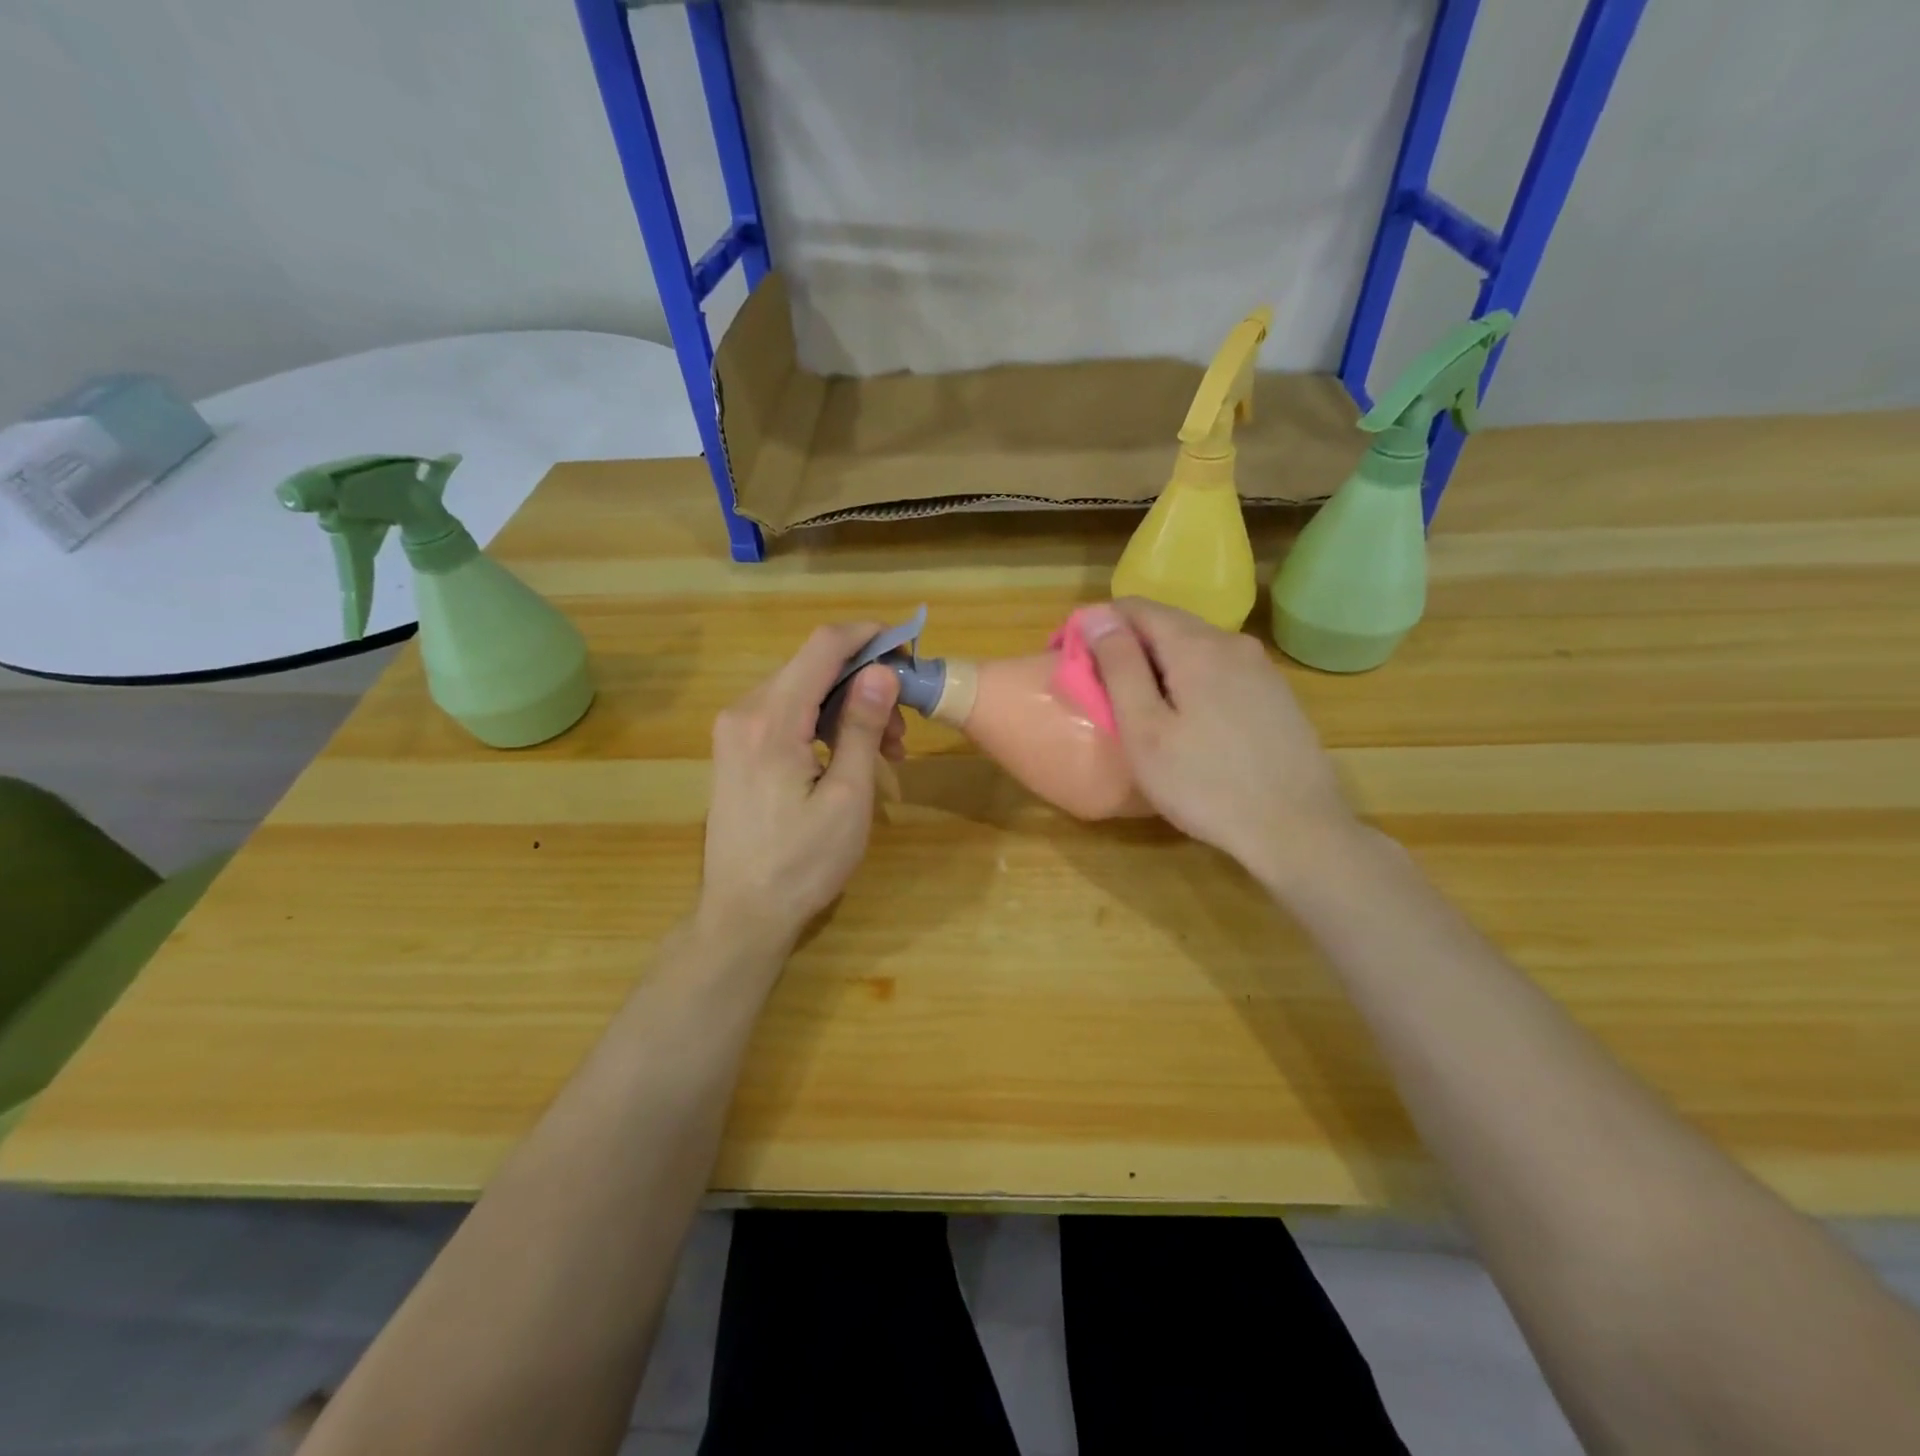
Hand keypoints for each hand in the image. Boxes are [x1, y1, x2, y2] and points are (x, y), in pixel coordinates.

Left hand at [698, 624, 905, 955]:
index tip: (906, 646)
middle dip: (864, 684)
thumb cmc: (803, 862)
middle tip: (902, 730)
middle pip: (813, 667)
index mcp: (771, 719)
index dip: (867, 636)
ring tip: (885, 752)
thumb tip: (881, 671)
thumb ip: (862, 727)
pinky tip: (849, 757)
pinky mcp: (736, 749)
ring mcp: (734, 730)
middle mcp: (744, 711)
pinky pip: (786, 715)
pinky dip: (823, 725)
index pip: (822, 646)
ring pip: (802, 692)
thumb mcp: (848, 796)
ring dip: (847, 709)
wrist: (743, 913)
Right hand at [1078, 599, 1361, 892]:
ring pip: (1195, 649)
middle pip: (1167, 624)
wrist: (1297, 829)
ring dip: (1159, 666)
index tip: (1073, 660)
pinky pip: (1219, 671)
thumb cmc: (1204, 783)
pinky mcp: (1276, 696)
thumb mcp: (1145, 728)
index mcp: (1196, 645)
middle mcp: (1233, 643)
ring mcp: (1261, 669)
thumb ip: (1118, 666)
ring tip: (1139, 710)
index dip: (1098, 626)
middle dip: (1127, 647)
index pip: (1135, 608)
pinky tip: (1187, 723)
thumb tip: (1094, 616)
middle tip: (1101, 692)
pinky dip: (1190, 682)